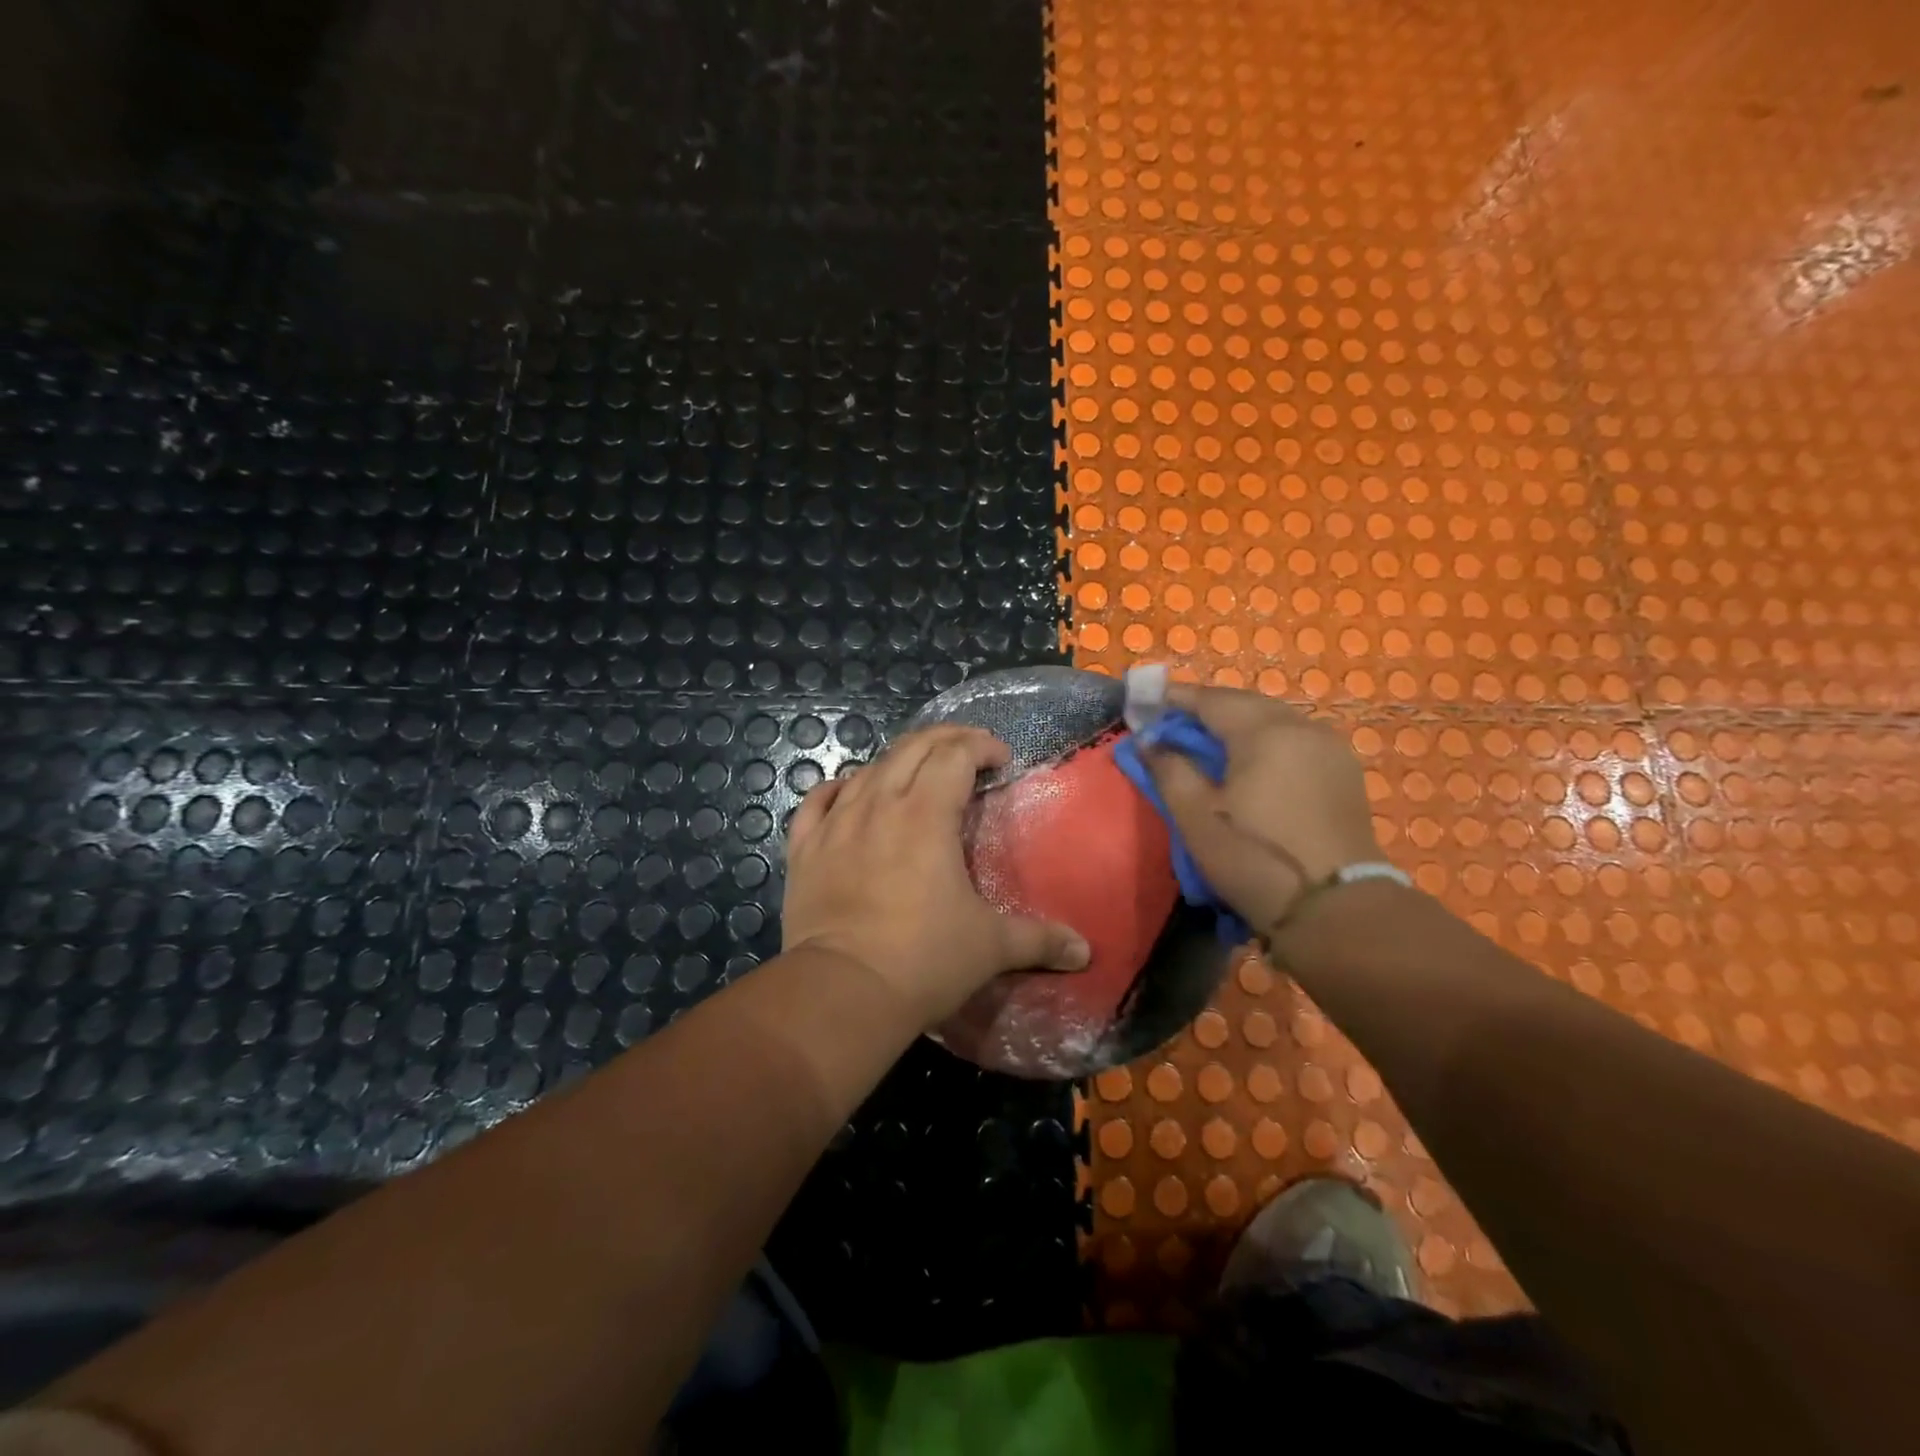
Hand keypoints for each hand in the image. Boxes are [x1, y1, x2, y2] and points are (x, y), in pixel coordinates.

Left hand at [781, 726, 1090, 1027]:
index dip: (981, 746)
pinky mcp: (804, 849)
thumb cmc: (924, 960)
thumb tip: (1085, 951)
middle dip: (945, 739)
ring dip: (897, 762)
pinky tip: (848, 794)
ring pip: (867, 769)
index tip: (1002, 758)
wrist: (842, 991)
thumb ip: (1041, 941)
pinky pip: (817, 802)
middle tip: (969, 751)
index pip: (955, 755)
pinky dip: (839, 789)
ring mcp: (836, 824)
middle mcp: (879, 805)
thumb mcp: (991, 947)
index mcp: (927, 814)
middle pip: (911, 748)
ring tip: (916, 776)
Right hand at [1142, 684, 1383, 936]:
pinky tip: (1249, 765)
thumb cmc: (1255, 858)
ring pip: (1272, 720)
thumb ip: (1169, 770)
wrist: (1336, 909)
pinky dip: (1264, 741)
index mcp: (1264, 732)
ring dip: (1236, 725)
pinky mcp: (1342, 772)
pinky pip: (1294, 740)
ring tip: (1206, 746)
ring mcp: (1329, 748)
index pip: (1210, 699)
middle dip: (1205, 709)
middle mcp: (1301, 727)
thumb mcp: (1196, 817)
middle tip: (1171, 727)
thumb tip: (1148, 741)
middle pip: (1244, 703)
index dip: (1174, 699)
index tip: (1145, 706)